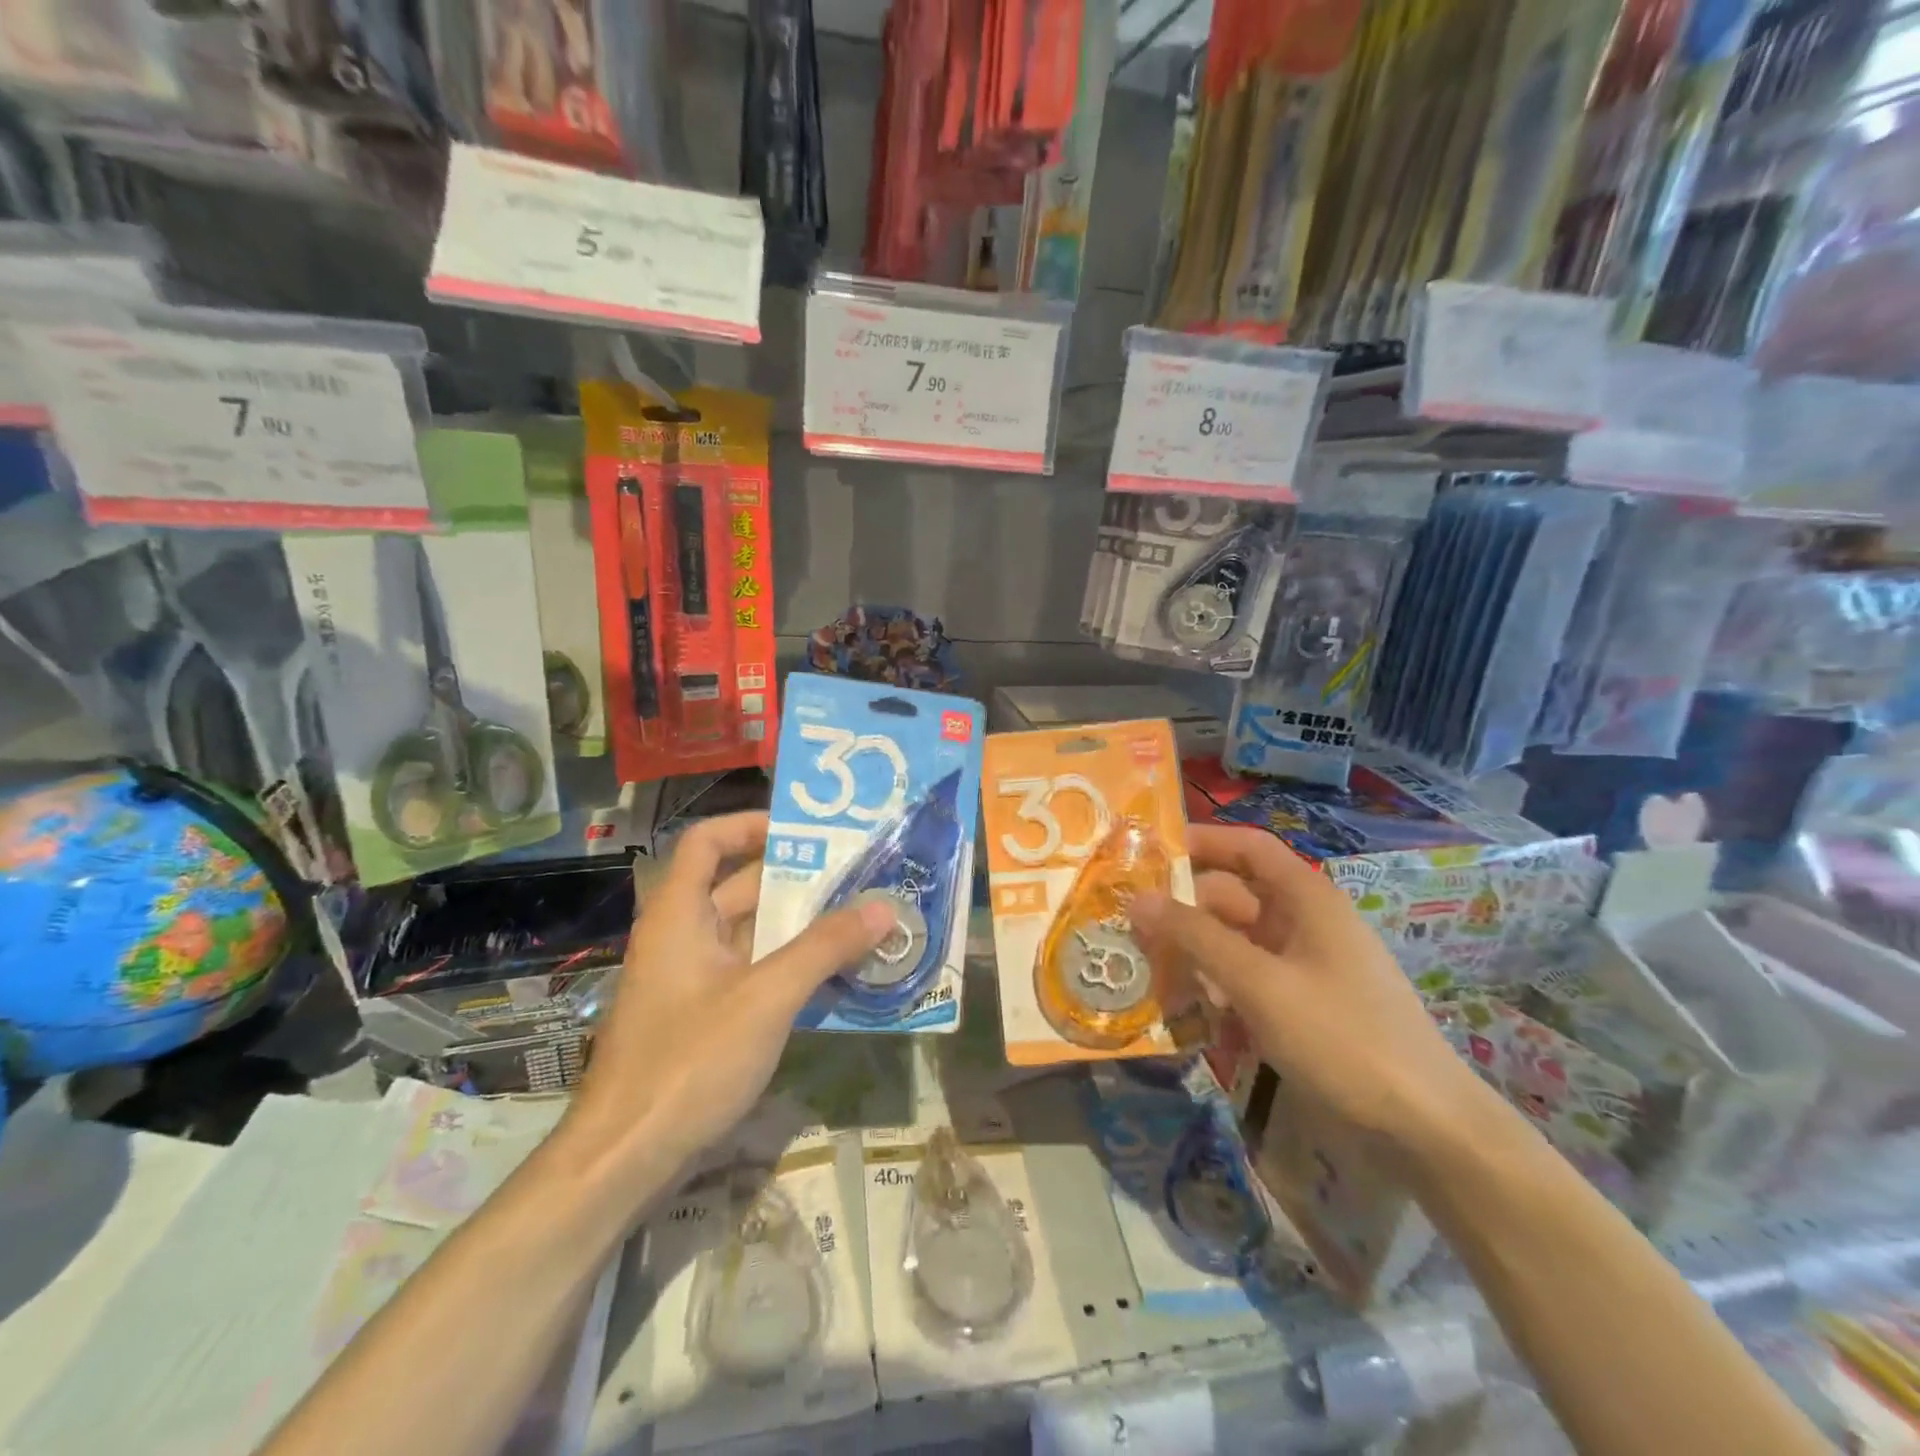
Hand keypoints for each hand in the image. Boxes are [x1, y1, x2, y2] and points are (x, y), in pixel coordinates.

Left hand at [563, 812, 896, 1190]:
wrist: (623, 1160)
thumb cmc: (689, 1061)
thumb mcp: (767, 997)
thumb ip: (825, 948)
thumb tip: (884, 907)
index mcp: (679, 914)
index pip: (706, 841)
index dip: (750, 825)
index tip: (805, 833)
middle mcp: (681, 936)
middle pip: (738, 887)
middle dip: (797, 880)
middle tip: (857, 876)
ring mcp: (690, 980)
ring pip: (749, 934)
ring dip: (799, 927)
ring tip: (859, 920)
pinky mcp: (700, 1017)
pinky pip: (750, 972)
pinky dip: (788, 966)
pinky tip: (834, 977)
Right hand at [1133, 824, 1488, 1154]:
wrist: (1424, 1130)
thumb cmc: (1342, 1038)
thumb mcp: (1259, 983)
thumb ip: (1195, 937)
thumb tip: (1137, 899)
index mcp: (1305, 898)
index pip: (1246, 847)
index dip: (1200, 842)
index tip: (1147, 855)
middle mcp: (1302, 923)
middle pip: (1230, 898)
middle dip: (1182, 913)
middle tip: (1131, 935)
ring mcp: (1302, 966)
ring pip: (1233, 943)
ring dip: (1194, 957)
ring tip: (1153, 982)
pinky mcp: (1300, 1006)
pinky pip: (1246, 981)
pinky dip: (1217, 990)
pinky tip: (1193, 1017)